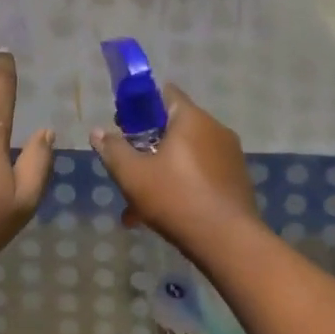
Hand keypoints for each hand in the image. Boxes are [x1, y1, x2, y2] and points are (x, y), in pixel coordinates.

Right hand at [90, 84, 259, 250]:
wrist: (228, 240)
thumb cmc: (176, 198)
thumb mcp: (133, 175)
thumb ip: (113, 150)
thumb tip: (97, 132)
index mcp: (191, 118)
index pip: (165, 93)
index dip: (141, 105)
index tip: (124, 126)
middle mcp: (215, 129)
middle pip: (175, 126)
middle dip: (149, 144)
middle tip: (130, 166)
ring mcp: (230, 154)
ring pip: (187, 154)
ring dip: (163, 169)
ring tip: (140, 203)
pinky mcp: (237, 179)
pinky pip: (202, 173)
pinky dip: (183, 184)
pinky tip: (165, 214)